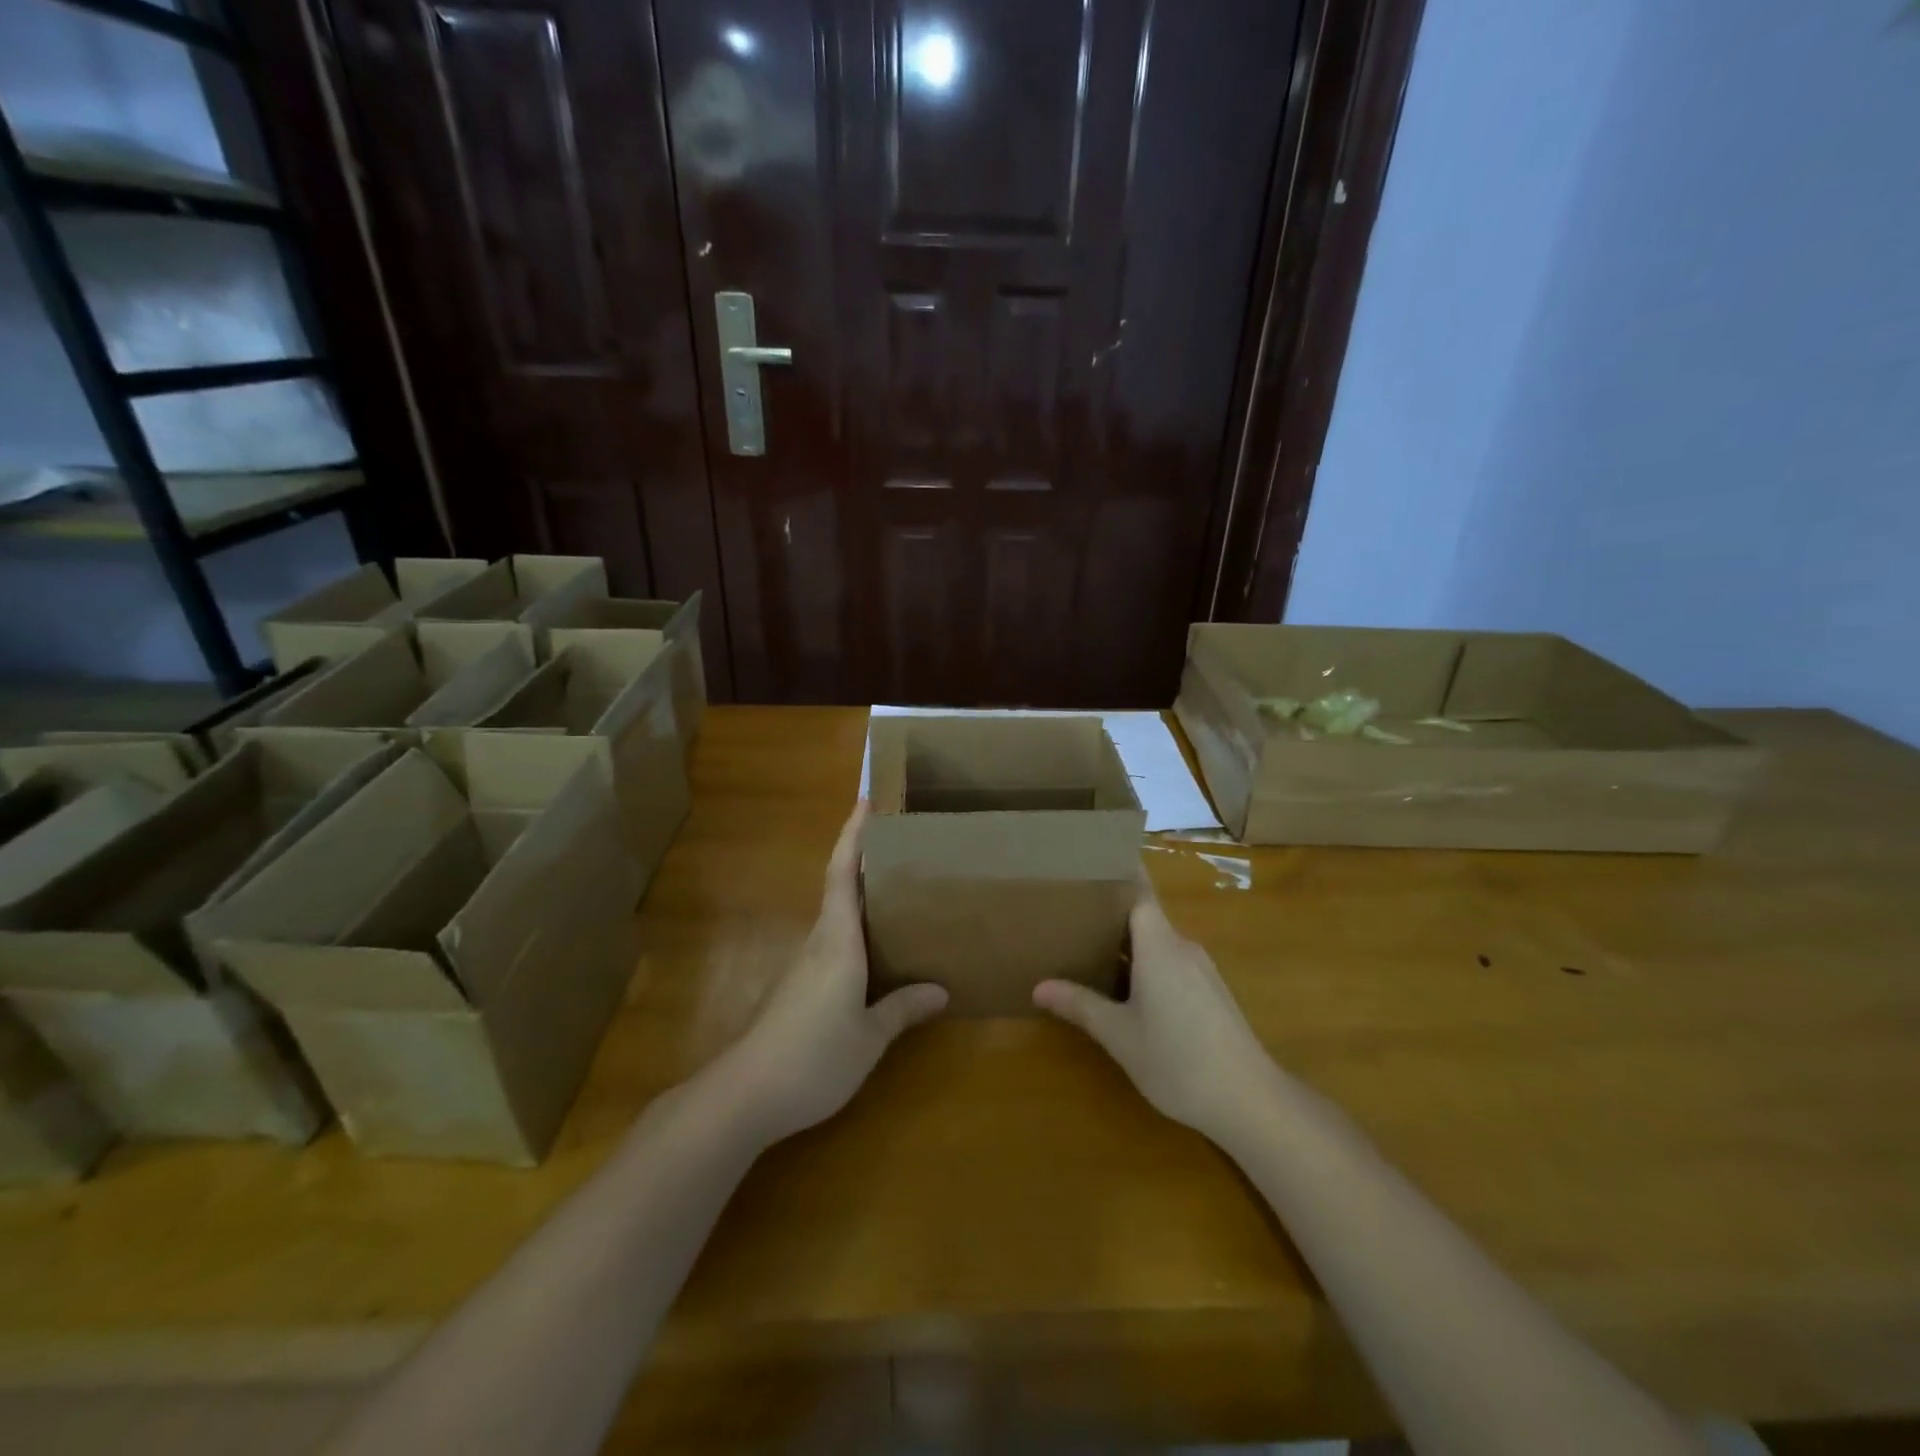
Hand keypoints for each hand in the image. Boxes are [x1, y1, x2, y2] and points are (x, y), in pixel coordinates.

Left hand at [720, 801, 947, 1146]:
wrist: (744, 1096)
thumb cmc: (813, 1057)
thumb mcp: (868, 1037)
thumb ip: (902, 1009)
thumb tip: (940, 990)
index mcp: (837, 941)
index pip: (843, 873)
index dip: (853, 835)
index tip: (866, 800)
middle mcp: (819, 943)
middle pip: (839, 888)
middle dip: (864, 859)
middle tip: (904, 846)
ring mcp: (803, 966)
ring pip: (836, 918)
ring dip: (861, 898)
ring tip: (900, 894)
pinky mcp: (797, 989)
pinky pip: (833, 945)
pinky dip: (856, 932)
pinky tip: (877, 953)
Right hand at [1034, 875, 1275, 1146]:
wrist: (1249, 1100)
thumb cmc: (1177, 1059)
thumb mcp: (1119, 1034)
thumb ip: (1080, 1005)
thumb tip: (1038, 987)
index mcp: (1159, 944)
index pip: (1138, 890)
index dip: (1116, 874)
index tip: (1088, 863)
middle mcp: (1182, 946)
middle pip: (1144, 916)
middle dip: (1110, 913)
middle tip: (1070, 913)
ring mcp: (1201, 970)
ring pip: (1158, 943)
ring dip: (1128, 944)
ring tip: (1089, 949)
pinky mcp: (1211, 992)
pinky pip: (1171, 963)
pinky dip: (1146, 965)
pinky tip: (1127, 990)